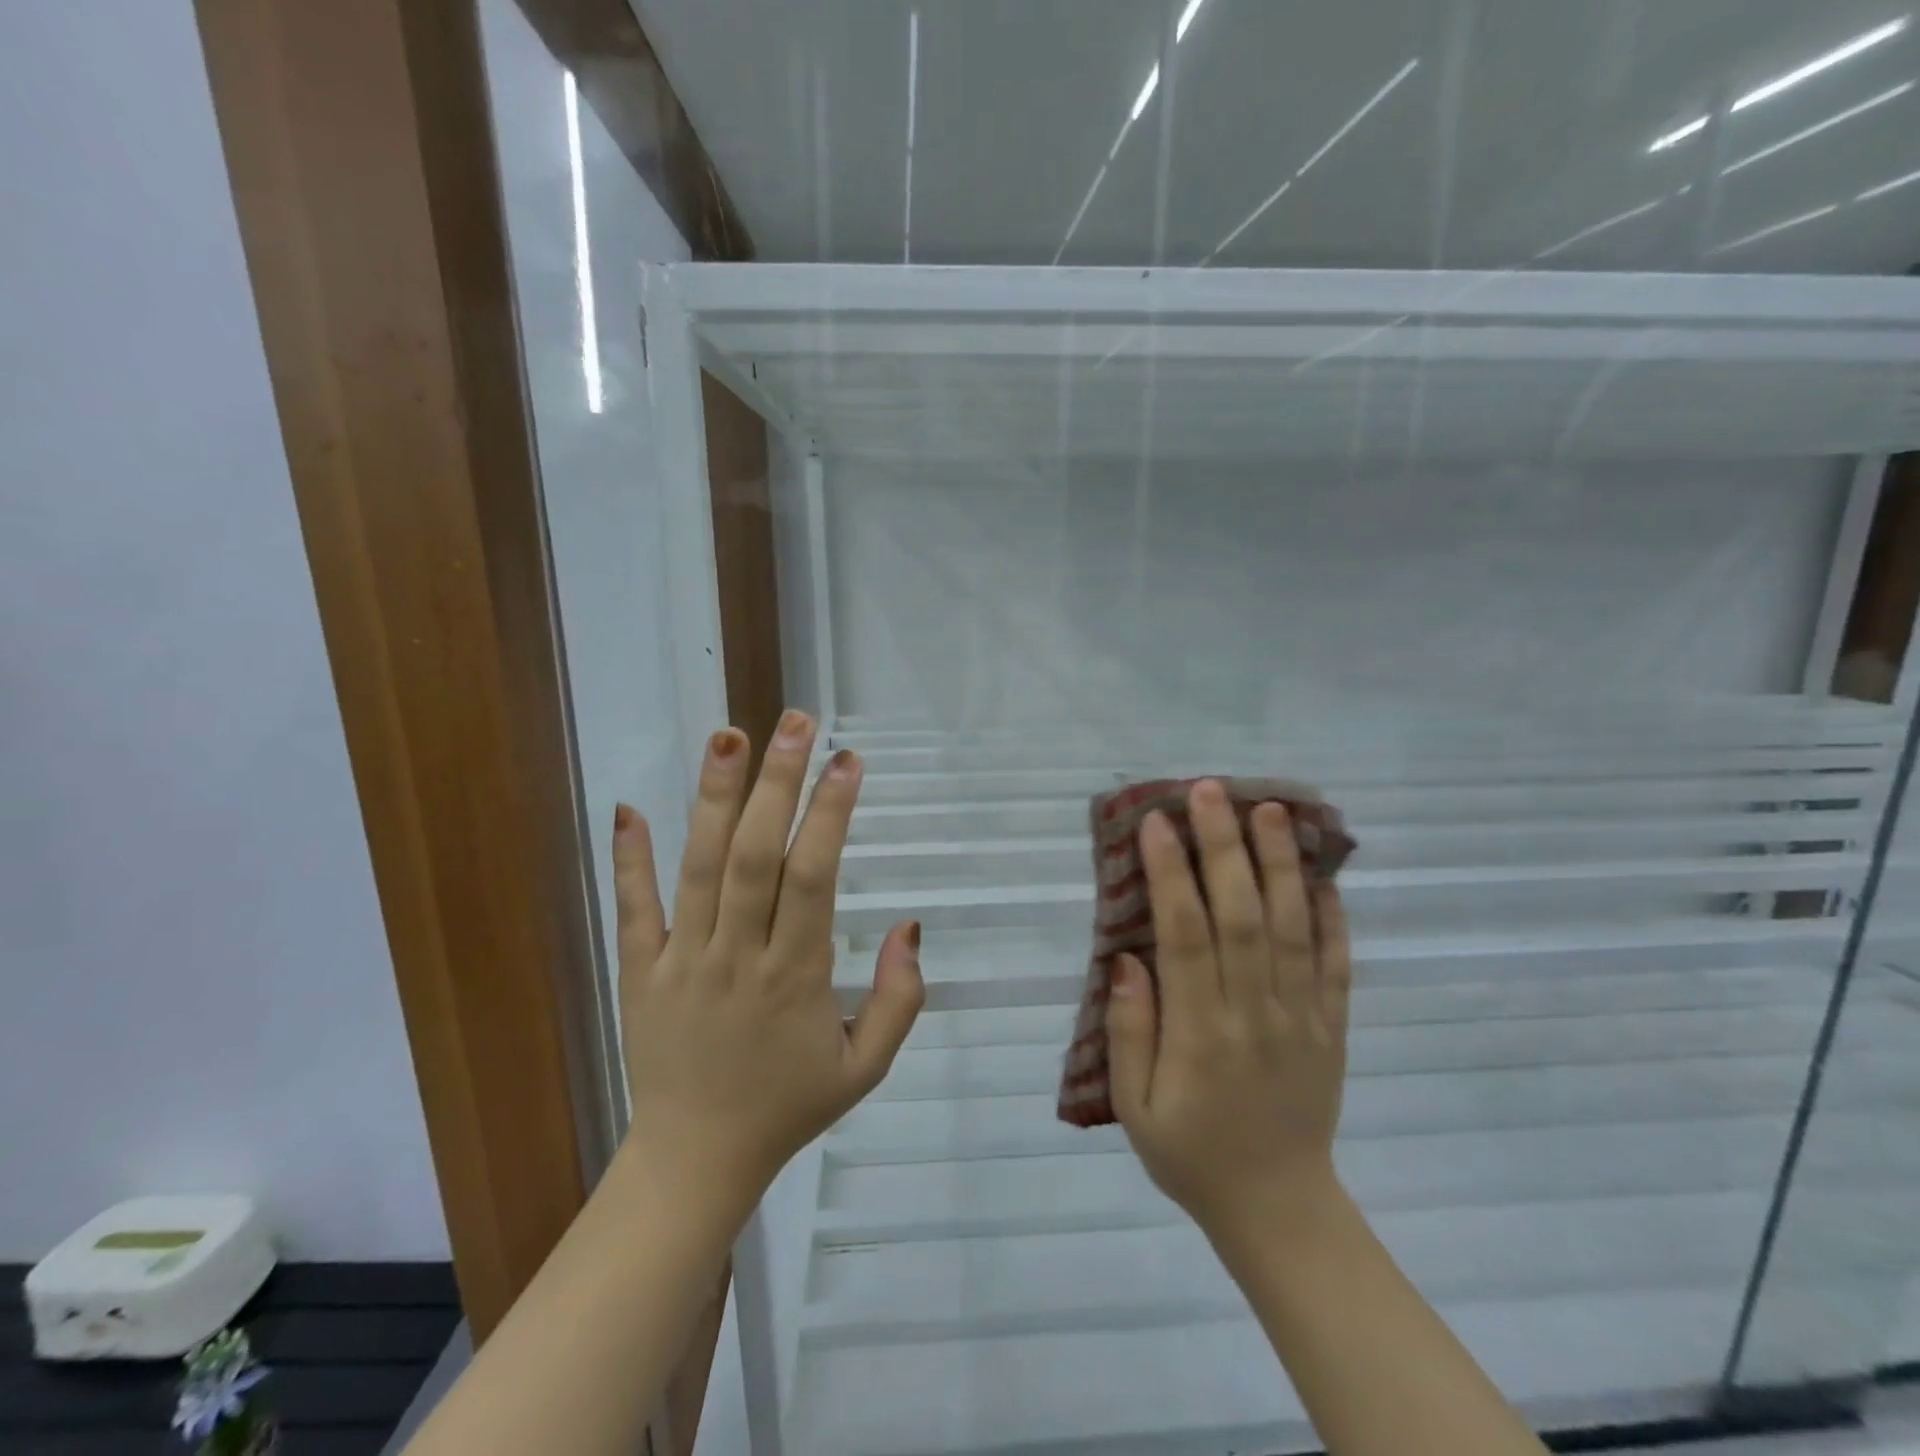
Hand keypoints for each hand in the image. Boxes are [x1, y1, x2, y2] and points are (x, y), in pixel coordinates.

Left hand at [610, 711, 923, 1214]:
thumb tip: (911, 926)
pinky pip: (633, 910)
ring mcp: (681, 961)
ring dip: (714, 798)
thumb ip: (899, 999)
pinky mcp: (639, 973)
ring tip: (728, 736)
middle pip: (755, 856)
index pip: (813, 877)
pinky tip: (628, 806)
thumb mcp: (865, 1067)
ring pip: (698, 868)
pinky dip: (630, 859)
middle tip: (795, 722)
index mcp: (795, 977)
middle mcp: (737, 957)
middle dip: (778, 784)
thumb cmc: (788, 1106)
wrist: (695, 1162)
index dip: (831, 814)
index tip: (849, 761)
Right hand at [1106, 779, 1351, 1243]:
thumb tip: (1128, 959)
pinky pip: (1337, 963)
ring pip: (1293, 927)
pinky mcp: (1333, 1026)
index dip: (1172, 875)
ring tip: (1271, 809)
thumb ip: (1129, 1033)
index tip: (1156, 824)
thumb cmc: (1191, 1153)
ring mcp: (1303, 1017)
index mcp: (1202, 1034)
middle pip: (1243, 916)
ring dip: (1280, 864)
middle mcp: (1256, 1013)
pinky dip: (1332, 914)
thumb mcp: (1135, 1109)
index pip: (1186, 937)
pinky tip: (1322, 871)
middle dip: (1224, 847)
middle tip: (1210, 791)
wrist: (1279, 1208)